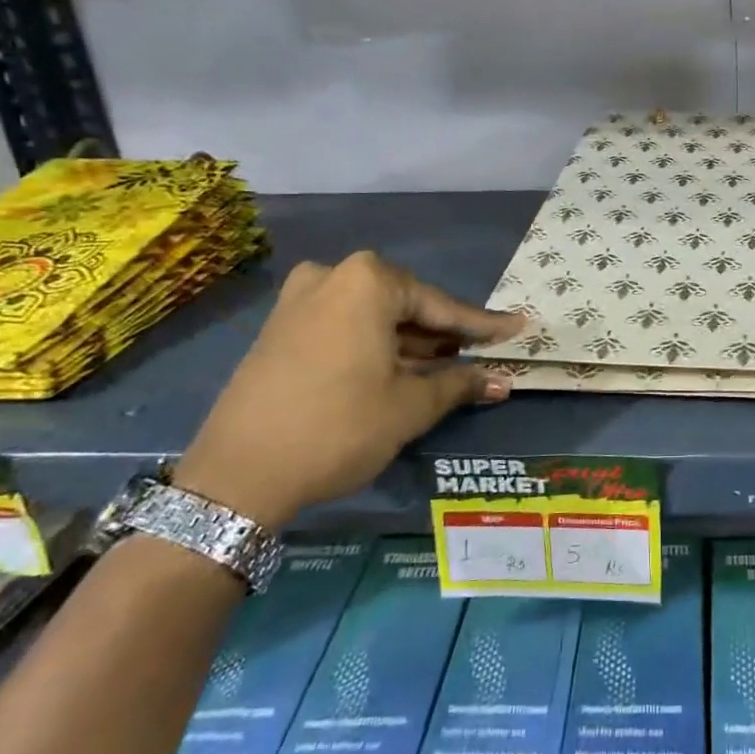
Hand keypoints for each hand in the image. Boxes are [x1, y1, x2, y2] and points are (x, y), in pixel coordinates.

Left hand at [176, 252, 523, 527]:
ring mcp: (299, 301)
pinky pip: (344, 328)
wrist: (236, 476)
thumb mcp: (409, 407)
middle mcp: (332, 277)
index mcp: (367, 282)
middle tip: (481, 355)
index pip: (441, 306)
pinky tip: (400, 371)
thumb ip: (460, 384)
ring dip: (410, 344)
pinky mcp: (280, 329)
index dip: (482, 326)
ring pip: (374, 319)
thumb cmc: (338, 428)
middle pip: (406, 306)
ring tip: (448, 369)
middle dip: (443, 336)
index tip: (518, 328)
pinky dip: (376, 347)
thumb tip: (502, 381)